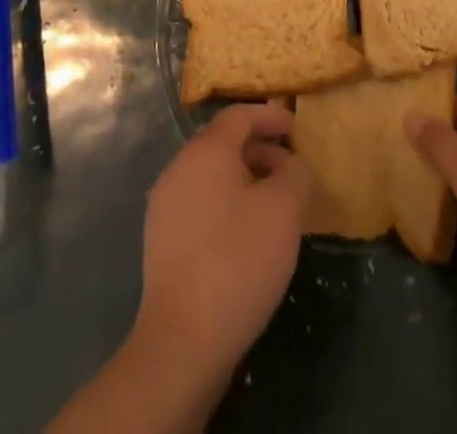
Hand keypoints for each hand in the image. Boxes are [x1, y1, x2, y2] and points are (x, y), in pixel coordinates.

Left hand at [135, 102, 312, 381]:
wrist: (182, 341)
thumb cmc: (238, 261)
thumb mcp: (284, 210)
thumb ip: (294, 173)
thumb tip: (288, 165)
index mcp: (205, 150)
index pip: (239, 115)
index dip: (269, 116)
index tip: (295, 127)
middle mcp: (179, 167)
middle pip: (222, 143)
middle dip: (259, 149)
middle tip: (290, 168)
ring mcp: (165, 205)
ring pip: (210, 175)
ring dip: (244, 179)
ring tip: (273, 203)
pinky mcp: (161, 240)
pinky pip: (200, 203)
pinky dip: (226, 204)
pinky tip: (246, 235)